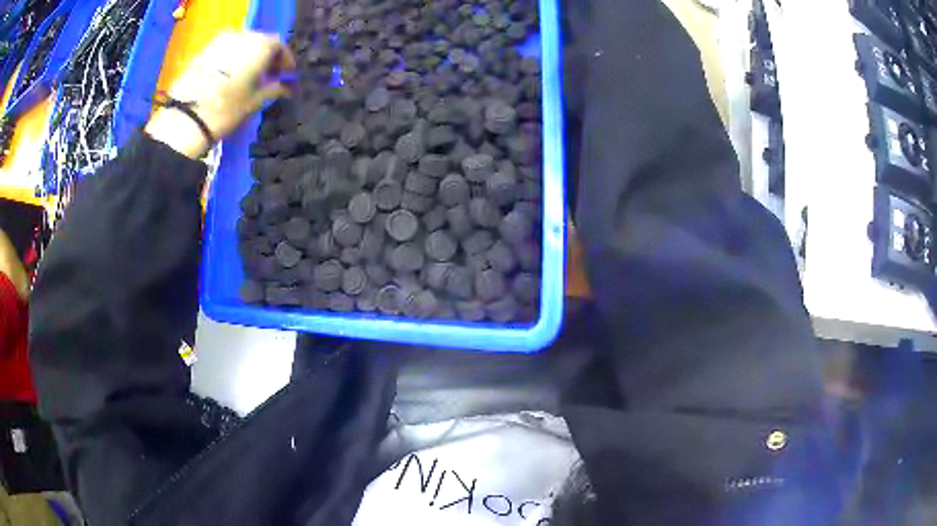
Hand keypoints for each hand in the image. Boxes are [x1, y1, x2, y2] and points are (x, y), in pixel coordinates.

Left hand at [146, 31, 296, 158]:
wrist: (187, 118)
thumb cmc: (227, 109)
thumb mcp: (256, 101)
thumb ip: (275, 89)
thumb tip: (288, 88)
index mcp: (261, 44)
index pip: (280, 46)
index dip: (285, 62)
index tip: (286, 76)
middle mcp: (244, 35)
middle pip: (261, 42)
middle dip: (267, 58)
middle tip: (269, 77)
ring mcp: (222, 40)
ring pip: (243, 45)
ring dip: (249, 57)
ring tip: (249, 77)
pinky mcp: (205, 50)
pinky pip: (227, 50)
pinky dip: (233, 59)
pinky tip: (231, 76)